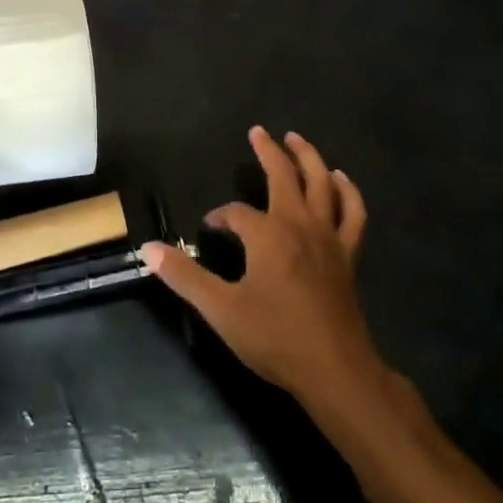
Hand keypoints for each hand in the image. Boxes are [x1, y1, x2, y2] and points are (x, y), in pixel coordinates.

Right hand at [142, 127, 377, 403]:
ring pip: (322, 184)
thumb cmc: (275, 337)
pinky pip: (353, 213)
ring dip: (309, 158)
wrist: (335, 370)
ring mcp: (329, 237)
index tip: (210, 228)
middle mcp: (299, 224)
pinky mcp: (348, 254)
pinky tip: (341, 179)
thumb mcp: (221, 309)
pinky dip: (348, 192)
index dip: (220, 217)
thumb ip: (185, 276)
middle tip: (258, 131)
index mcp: (267, 234)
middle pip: (284, 176)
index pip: (236, 213)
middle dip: (269, 152)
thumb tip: (149, 249)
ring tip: (297, 140)